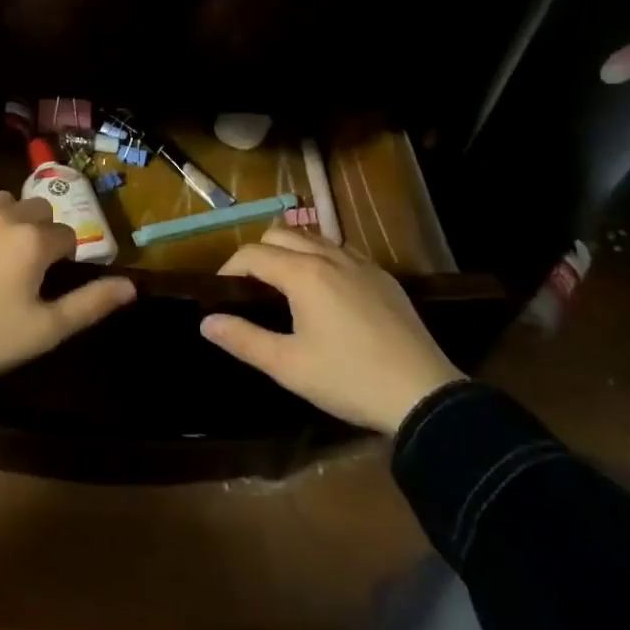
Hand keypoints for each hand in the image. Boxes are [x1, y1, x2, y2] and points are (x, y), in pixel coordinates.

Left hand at [0, 192, 136, 384]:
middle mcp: (6, 215)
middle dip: (40, 231)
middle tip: (27, 267)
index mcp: (35, 240)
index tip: (51, 280)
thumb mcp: (46, 330)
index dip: (64, 257)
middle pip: (39, 209)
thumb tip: (131, 286)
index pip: (67, 235)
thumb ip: (91, 303)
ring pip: (4, 202)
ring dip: (10, 220)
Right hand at [200, 228, 463, 434]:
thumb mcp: (288, 367)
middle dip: (258, 253)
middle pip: (280, 233)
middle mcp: (328, 256)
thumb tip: (205, 321)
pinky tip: (327, 291)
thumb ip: (243, 339)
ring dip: (290, 250)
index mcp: (302, 273)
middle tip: (252, 288)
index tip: (223, 292)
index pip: (252, 253)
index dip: (230, 268)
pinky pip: (342, 251)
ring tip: (285, 285)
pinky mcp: (383, 277)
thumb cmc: (348, 379)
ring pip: (313, 237)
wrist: (423, 395)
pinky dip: (322, 258)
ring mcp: (360, 263)